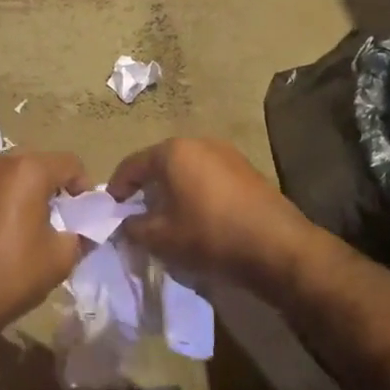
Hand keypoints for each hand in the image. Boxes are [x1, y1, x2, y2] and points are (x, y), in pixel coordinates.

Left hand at [0, 150, 88, 336]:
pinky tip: (13, 232)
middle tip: (66, 220)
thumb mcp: (60, 257)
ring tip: (39, 228)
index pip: (70, 163)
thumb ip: (80, 235)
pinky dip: (11, 201)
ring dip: (33, 193)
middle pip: (41, 164)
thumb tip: (83, 231)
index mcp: (27, 170)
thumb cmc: (11, 272)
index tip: (86, 216)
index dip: (85, 188)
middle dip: (58, 188)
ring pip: (17, 175)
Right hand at [107, 137, 319, 294]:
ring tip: (168, 217)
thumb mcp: (161, 238)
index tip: (111, 209)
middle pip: (160, 163)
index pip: (132, 165)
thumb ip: (134, 228)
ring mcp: (227, 154)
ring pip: (187, 169)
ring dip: (173, 189)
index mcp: (173, 151)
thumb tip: (127, 223)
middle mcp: (199, 142)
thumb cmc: (210, 235)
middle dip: (146, 188)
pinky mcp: (248, 170)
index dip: (117, 187)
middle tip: (138, 214)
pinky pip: (209, 177)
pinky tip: (198, 216)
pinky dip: (197, 192)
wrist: (277, 247)